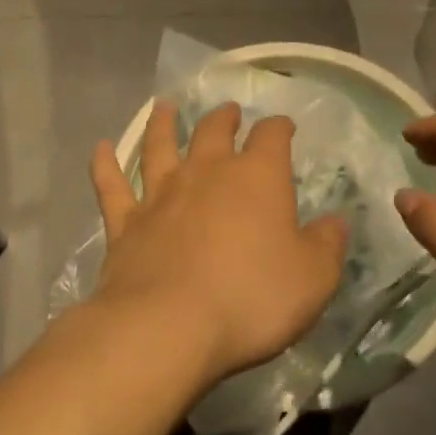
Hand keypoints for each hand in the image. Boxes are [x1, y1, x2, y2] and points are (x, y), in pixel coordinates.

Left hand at [89, 101, 347, 390]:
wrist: (168, 326)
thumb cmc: (251, 299)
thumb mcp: (313, 278)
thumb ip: (326, 245)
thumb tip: (336, 222)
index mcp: (256, 178)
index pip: (272, 137)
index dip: (279, 128)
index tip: (284, 127)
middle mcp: (205, 174)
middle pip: (213, 132)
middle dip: (224, 119)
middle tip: (227, 111)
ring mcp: (159, 196)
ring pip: (159, 147)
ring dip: (162, 125)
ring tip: (164, 108)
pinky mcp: (124, 224)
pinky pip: (111, 185)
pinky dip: (104, 165)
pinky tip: (100, 148)